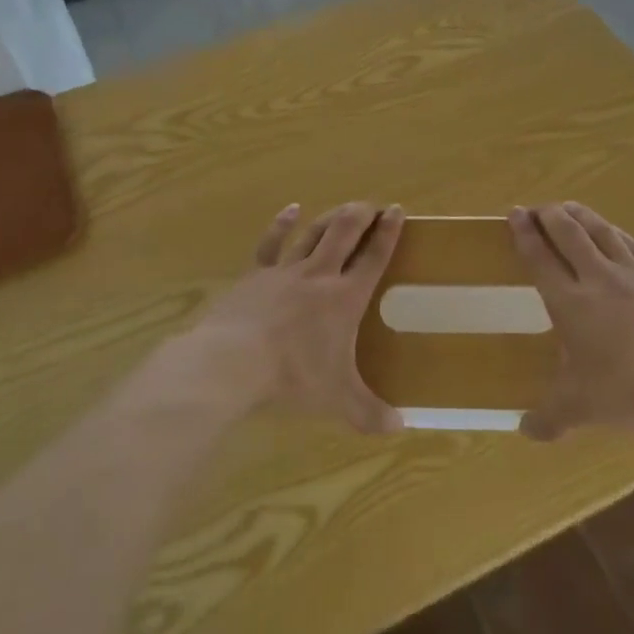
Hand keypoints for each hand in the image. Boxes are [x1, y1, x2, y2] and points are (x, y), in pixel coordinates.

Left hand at [189, 201, 405, 434]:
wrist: (233, 362)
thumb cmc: (292, 377)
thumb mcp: (337, 400)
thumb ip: (370, 412)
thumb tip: (400, 428)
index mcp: (345, 298)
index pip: (374, 257)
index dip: (388, 233)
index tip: (397, 211)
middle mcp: (319, 275)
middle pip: (344, 232)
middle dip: (361, 214)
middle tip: (373, 205)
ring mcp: (285, 270)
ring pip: (313, 233)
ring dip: (330, 217)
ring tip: (343, 208)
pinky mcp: (256, 274)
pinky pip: (272, 242)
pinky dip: (283, 223)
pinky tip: (291, 210)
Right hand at [509, 202, 633, 438]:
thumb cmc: (630, 392)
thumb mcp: (582, 409)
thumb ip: (550, 418)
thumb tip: (525, 431)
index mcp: (570, 304)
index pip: (540, 259)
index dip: (524, 234)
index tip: (514, 214)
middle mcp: (598, 279)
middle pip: (569, 234)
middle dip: (549, 216)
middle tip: (538, 208)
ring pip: (602, 232)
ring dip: (581, 216)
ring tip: (568, 207)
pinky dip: (618, 234)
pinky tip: (615, 232)